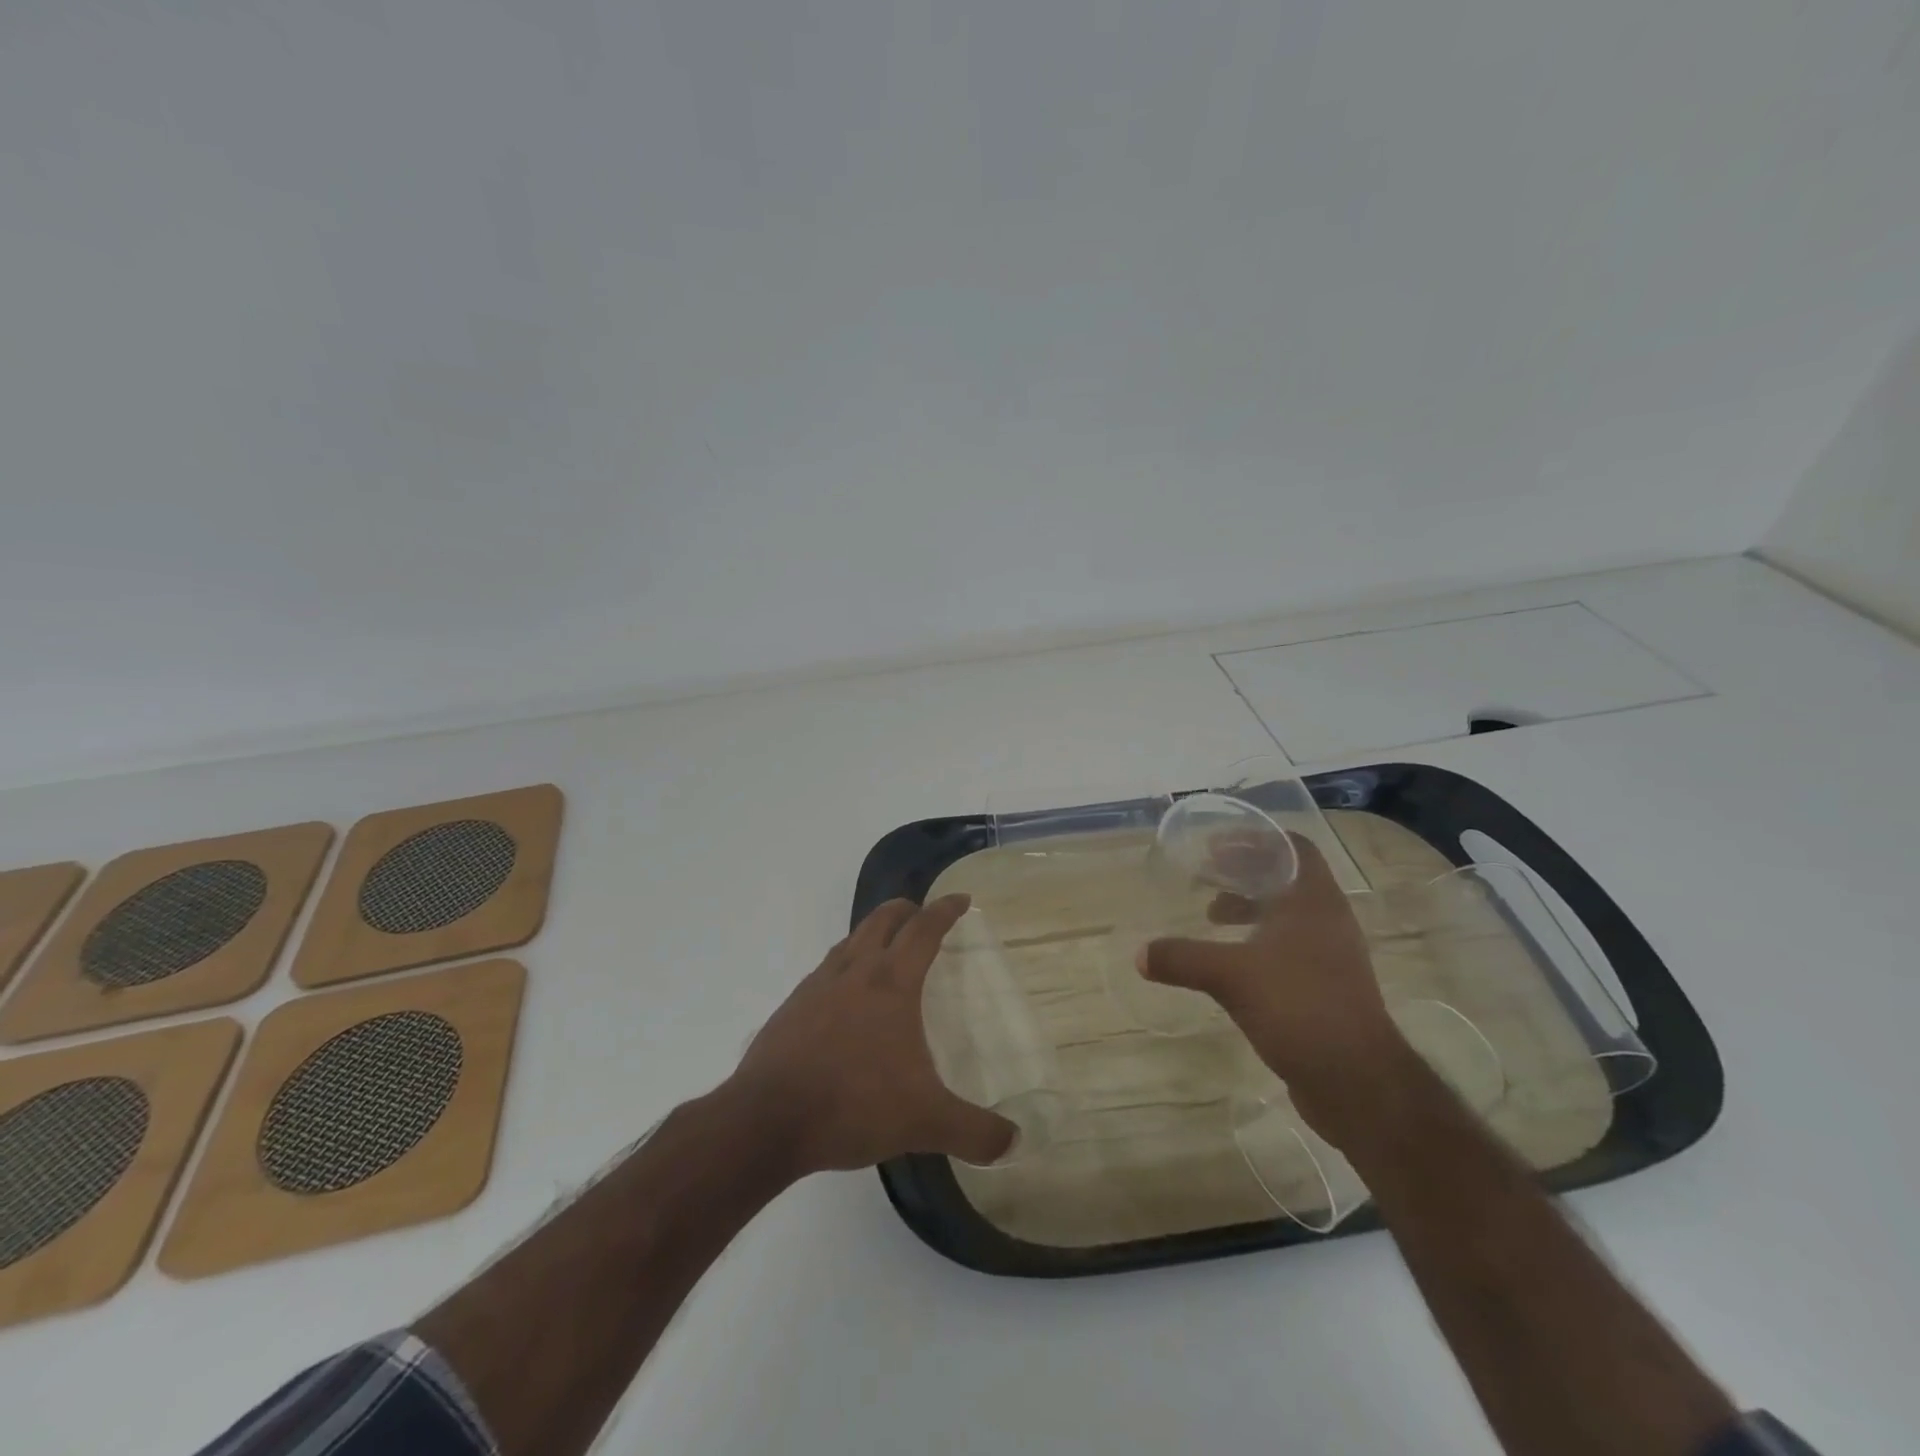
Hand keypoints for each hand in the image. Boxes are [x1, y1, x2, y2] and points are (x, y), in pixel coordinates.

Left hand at [726, 894, 1016, 1174]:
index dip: (945, 910)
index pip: (924, 930)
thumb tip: (1015, 1142)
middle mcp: (854, 972)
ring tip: (882, 946)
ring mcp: (817, 987)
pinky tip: (841, 995)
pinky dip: (842, 965)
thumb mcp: (924, 1122)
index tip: (961, 898)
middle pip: (882, 921)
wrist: (767, 1120)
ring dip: (870, 933)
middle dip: (905, 910)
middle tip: (920, 912)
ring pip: (849, 941)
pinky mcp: (790, 1008)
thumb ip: (974, 1132)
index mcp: (891, 984)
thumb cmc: (853, 1105)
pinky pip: (824, 971)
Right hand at [1139, 836, 1408, 1141]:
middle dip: (1245, 872)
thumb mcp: (1231, 977)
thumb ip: (1183, 958)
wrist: (1359, 1083)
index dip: (1256, 839)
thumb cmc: (1300, 1008)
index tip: (1217, 845)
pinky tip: (1232, 964)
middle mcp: (1327, 921)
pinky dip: (1258, 942)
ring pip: (1287, 915)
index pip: (1294, 847)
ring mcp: (1331, 957)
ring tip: (1212, 916)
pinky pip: (1289, 948)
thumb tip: (1140, 953)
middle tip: (1205, 874)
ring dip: (1250, 908)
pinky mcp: (1327, 988)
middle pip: (1286, 878)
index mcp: (1313, 901)